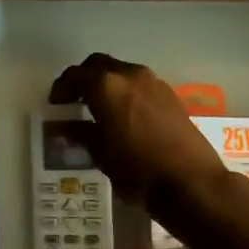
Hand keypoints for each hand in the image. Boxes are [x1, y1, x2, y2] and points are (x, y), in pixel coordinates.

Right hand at [48, 53, 229, 214]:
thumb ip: (81, 134)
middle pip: (99, 65)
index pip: (74, 75)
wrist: (192, 183)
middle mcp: (130, 75)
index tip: (56, 106)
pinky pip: (140, 85)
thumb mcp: (101, 155)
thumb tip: (66, 127)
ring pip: (122, 73)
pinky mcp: (171, 96)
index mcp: (106, 86)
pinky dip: (127, 93)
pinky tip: (125, 117)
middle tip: (75, 102)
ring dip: (107, 85)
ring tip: (100, 111)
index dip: (61, 89)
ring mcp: (154, 83)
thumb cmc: (138, 170)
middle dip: (84, 79)